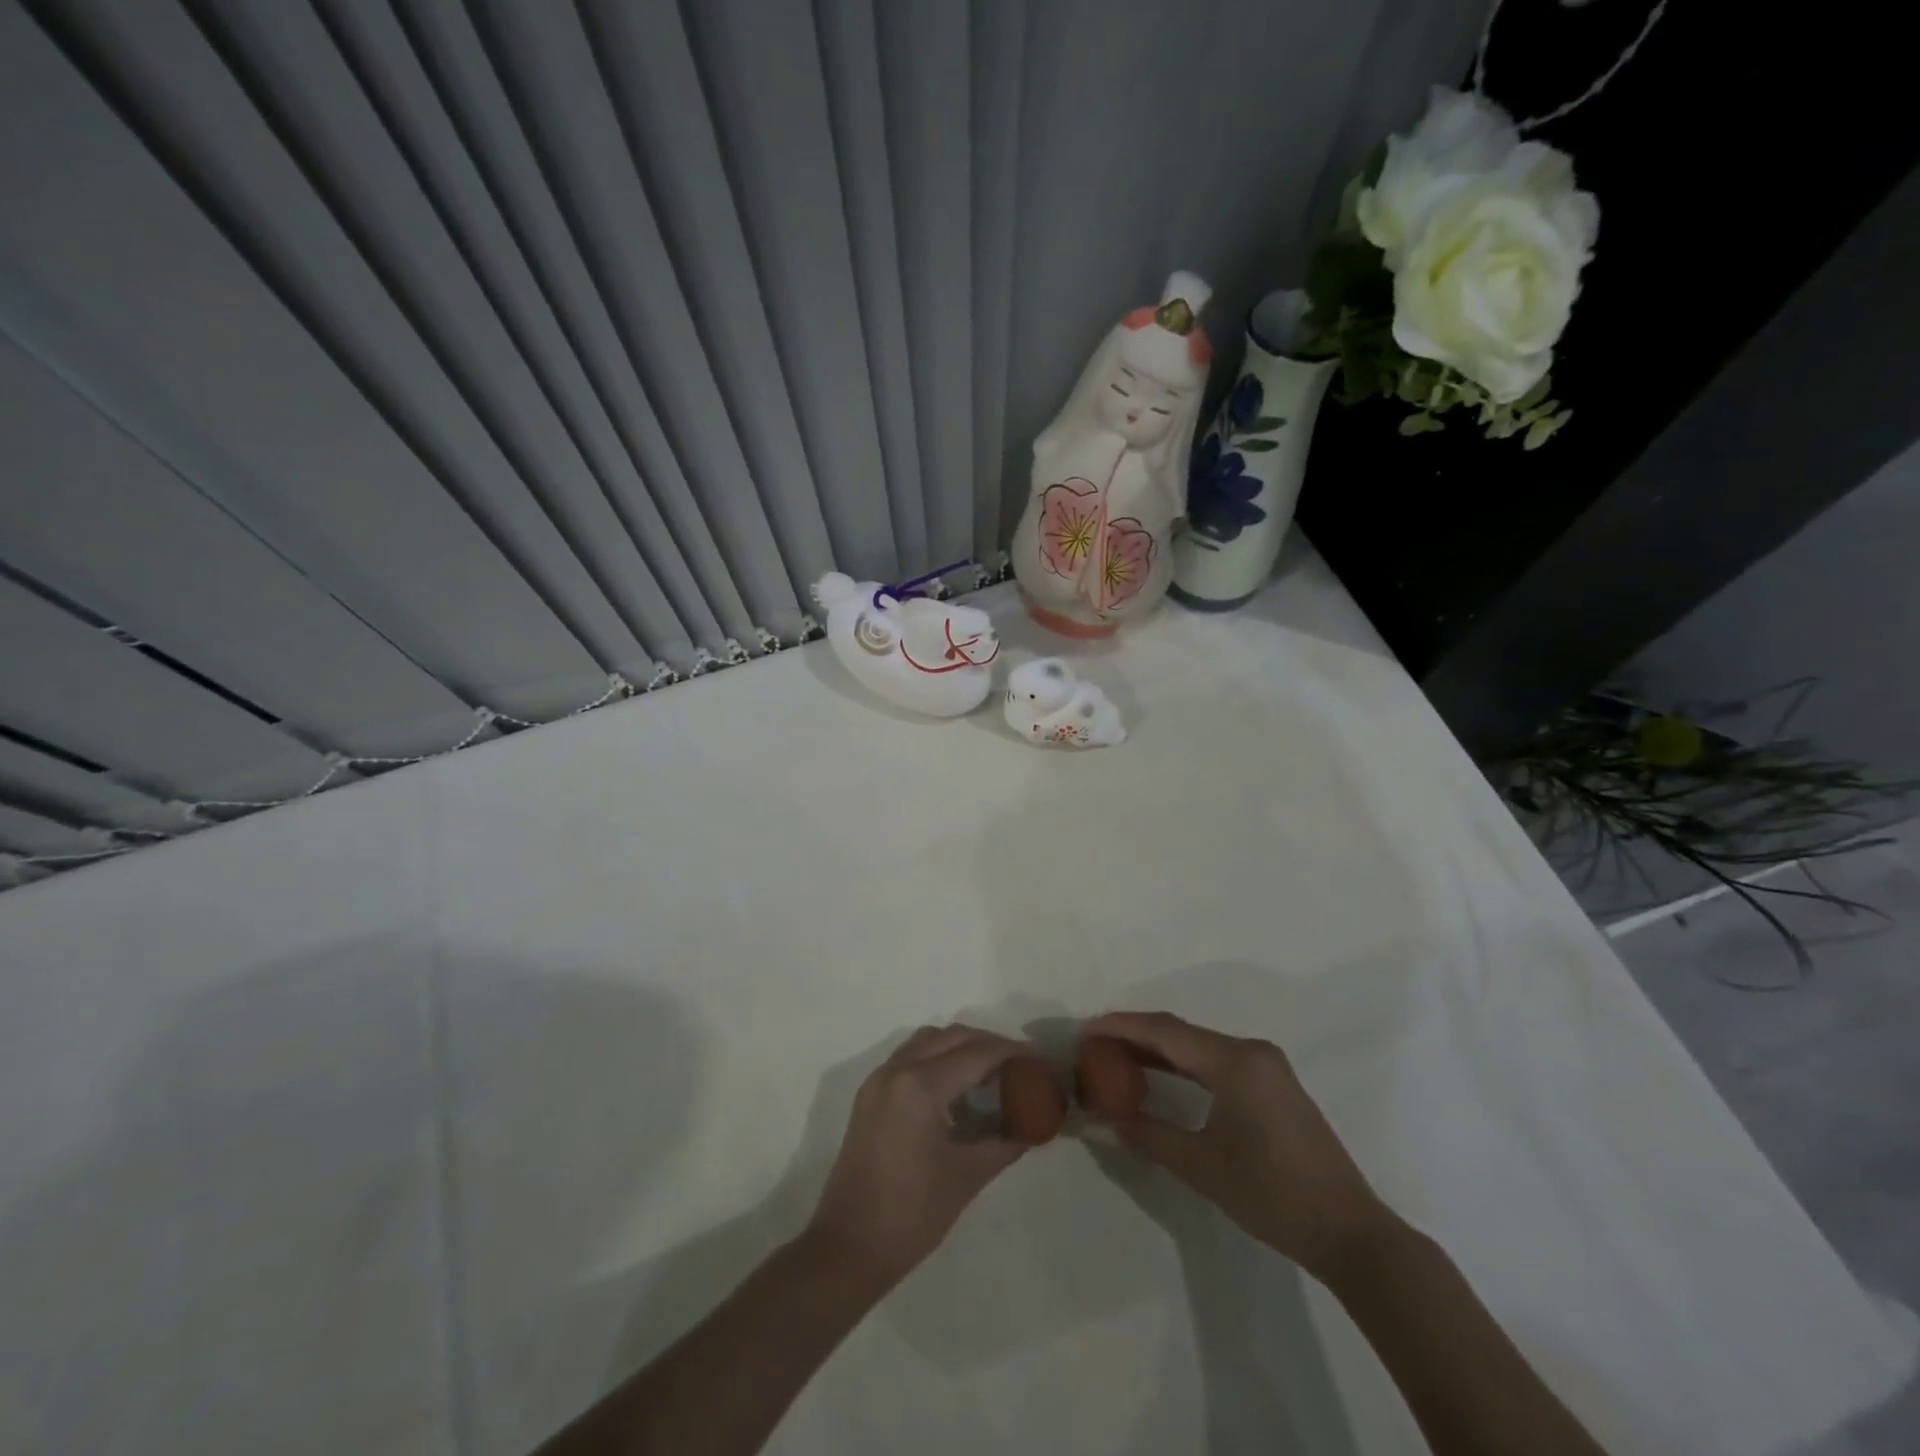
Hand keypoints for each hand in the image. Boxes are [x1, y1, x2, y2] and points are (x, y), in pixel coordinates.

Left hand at [806, 1024, 1030, 1288]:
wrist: (848, 1247)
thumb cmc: (911, 1214)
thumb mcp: (967, 1176)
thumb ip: (1004, 1143)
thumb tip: (1035, 1128)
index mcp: (920, 1086)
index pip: (976, 1054)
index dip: (1009, 1052)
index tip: (1036, 1057)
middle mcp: (897, 1069)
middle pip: (951, 1037)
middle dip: (987, 1043)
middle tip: (1017, 1063)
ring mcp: (879, 1079)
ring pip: (928, 1041)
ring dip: (959, 1046)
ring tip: (989, 1071)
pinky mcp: (870, 1094)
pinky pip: (909, 1056)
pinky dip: (936, 1057)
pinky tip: (956, 1086)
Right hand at [1085, 1010, 1397, 1282]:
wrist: (1350, 1232)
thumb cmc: (1273, 1196)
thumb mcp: (1202, 1167)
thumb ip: (1151, 1135)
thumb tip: (1107, 1119)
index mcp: (1235, 1062)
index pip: (1166, 1033)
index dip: (1122, 1027)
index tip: (1086, 1029)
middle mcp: (1251, 1050)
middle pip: (1181, 1032)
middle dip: (1136, 1034)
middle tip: (1095, 1042)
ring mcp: (1266, 1065)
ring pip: (1199, 1044)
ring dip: (1159, 1049)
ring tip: (1117, 1055)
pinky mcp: (1272, 1083)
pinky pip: (1216, 1059)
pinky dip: (1184, 1063)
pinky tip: (1160, 1074)